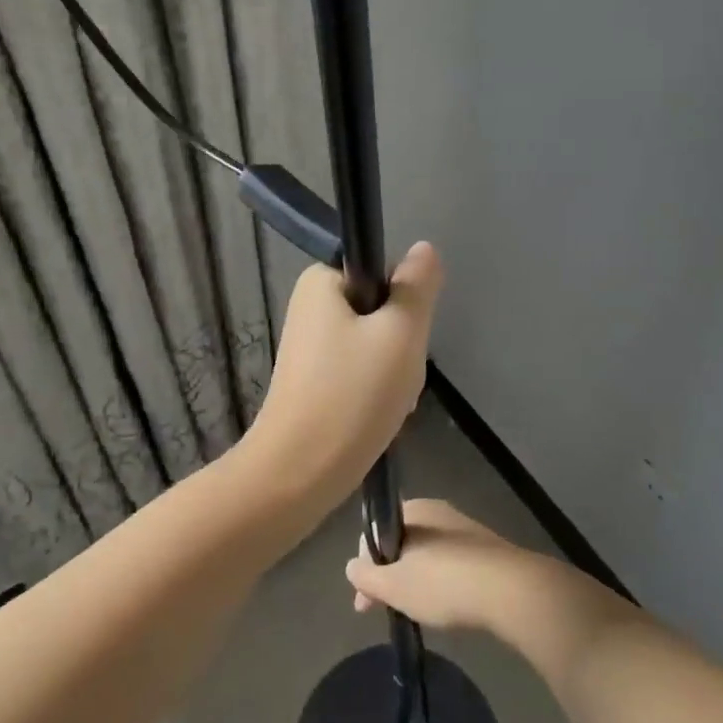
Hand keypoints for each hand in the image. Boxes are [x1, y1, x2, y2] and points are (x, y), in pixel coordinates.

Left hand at [246, 241, 443, 516]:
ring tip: (389, 404)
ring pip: (374, 345)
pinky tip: (378, 419)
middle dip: (400, 344)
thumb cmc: (352, 395)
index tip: (405, 340)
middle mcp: (310, 306)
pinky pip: (358, 372)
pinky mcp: (312, 380)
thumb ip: (416, 287)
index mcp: (321, 281)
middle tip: (398, 377)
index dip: (405, 303)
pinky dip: (375, 392)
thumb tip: (423, 248)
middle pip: (380, 310)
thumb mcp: (400, 333)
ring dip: (393, 372)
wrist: (298, 474)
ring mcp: (309, 346)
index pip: (383, 272)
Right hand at [344, 499, 531, 631]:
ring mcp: (464, 529)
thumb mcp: (394, 586)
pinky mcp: (486, 550)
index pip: (375, 532)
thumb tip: (351, 566)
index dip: (365, 565)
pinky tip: (444, 606)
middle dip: (389, 575)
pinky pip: (451, 564)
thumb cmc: (443, 583)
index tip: (364, 599)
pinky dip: (440, 583)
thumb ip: (367, 576)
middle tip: (386, 610)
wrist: (510, 591)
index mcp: (413, 509)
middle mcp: (437, 511)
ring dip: (414, 580)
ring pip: (426, 554)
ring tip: (414, 612)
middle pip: (401, 543)